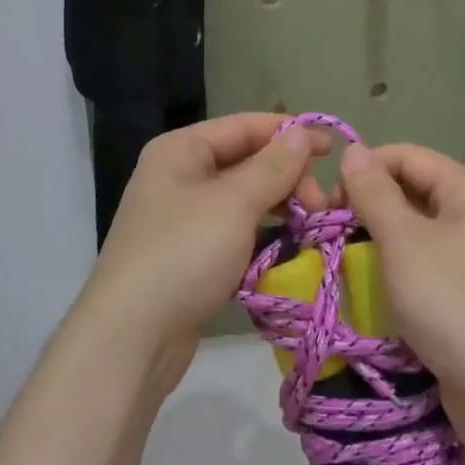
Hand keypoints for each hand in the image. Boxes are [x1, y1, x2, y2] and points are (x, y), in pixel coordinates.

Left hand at [78, 113, 332, 379]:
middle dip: (287, 178)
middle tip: (321, 207)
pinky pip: (235, 233)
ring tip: (313, 227)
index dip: (289, 133)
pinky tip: (288, 251)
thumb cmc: (184, 254)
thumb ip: (273, 166)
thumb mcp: (234, 204)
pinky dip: (262, 237)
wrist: (131, 338)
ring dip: (279, 208)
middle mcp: (178, 176)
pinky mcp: (189, 256)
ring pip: (243, 201)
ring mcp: (182, 219)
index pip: (244, 127)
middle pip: (245, 162)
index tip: (334, 151)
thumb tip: (301, 132)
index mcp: (181, 150)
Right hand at [338, 142, 464, 406]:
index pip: (404, 155)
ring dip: (373, 240)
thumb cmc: (453, 304)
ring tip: (338, 260)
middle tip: (327, 233)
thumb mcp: (404, 241)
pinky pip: (418, 264)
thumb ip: (374, 192)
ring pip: (410, 230)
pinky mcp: (463, 292)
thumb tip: (352, 149)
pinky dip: (390, 269)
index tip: (327, 202)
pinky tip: (365, 286)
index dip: (363, 170)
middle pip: (408, 190)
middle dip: (364, 206)